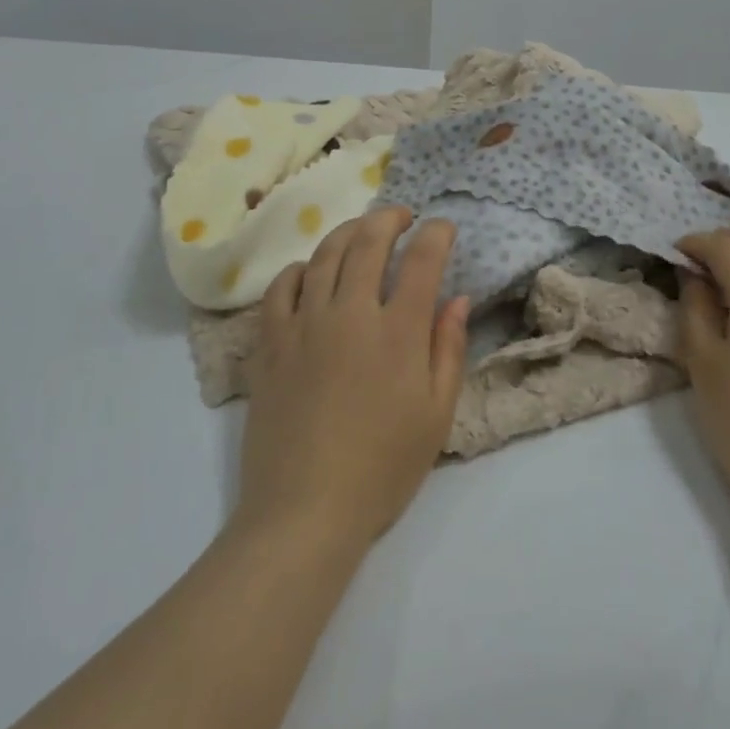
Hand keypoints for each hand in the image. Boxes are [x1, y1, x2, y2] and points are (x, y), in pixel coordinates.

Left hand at [235, 207, 470, 550]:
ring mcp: (304, 324)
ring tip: (362, 231)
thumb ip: (449, 349)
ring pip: (325, 254)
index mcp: (398, 332)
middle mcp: (350, 313)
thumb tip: (458, 299)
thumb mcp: (436, 416)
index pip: (422, 260)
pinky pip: (281, 287)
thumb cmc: (382, 469)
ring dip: (347, 232)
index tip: (443, 228)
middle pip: (369, 242)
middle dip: (390, 218)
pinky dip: (300, 269)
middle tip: (402, 216)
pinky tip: (311, 272)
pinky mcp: (270, 343)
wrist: (305, 512)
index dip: (436, 234)